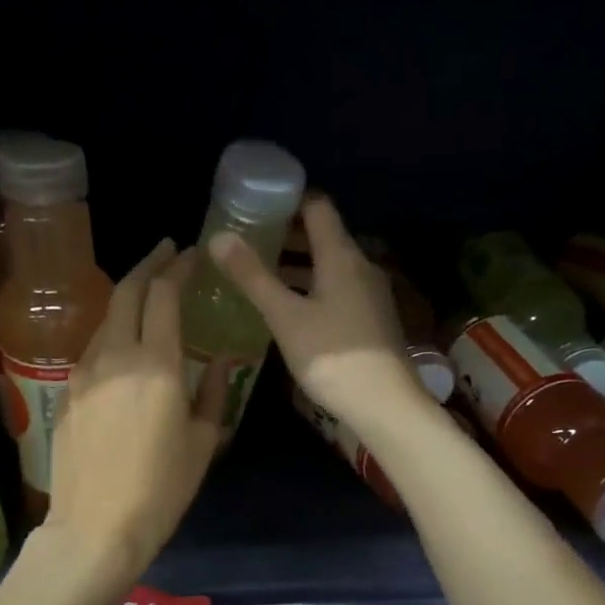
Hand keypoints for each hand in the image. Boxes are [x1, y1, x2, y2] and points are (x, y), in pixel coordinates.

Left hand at [44, 240, 228, 581]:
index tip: (190, 254)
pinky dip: (112, 333)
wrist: (95, 527)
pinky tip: (124, 345)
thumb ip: (214, 392)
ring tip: (147, 297)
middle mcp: (115, 356)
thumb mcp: (203, 442)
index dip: (177, 268)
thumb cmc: (161, 489)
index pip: (163, 295)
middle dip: (148, 265)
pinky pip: (92, 348)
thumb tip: (219, 361)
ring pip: (105, 318)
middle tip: (166, 253)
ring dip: (127, 298)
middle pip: (126, 292)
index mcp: (156, 364)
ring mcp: (84, 373)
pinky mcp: (67, 393)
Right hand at [207, 194, 425, 431]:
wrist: (385, 405)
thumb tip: (219, 237)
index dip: (288, 200)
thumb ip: (253, 276)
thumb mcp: (285, 317)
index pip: (317, 207)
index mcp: (341, 256)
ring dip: (298, 264)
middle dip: (287, 234)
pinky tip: (290, 307)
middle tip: (250, 240)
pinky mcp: (371, 318)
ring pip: (330, 265)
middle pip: (324, 236)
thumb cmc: (332, 356)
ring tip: (262, 272)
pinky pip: (338, 288)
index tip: (256, 205)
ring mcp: (370, 293)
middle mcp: (361, 266)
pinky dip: (312, 286)